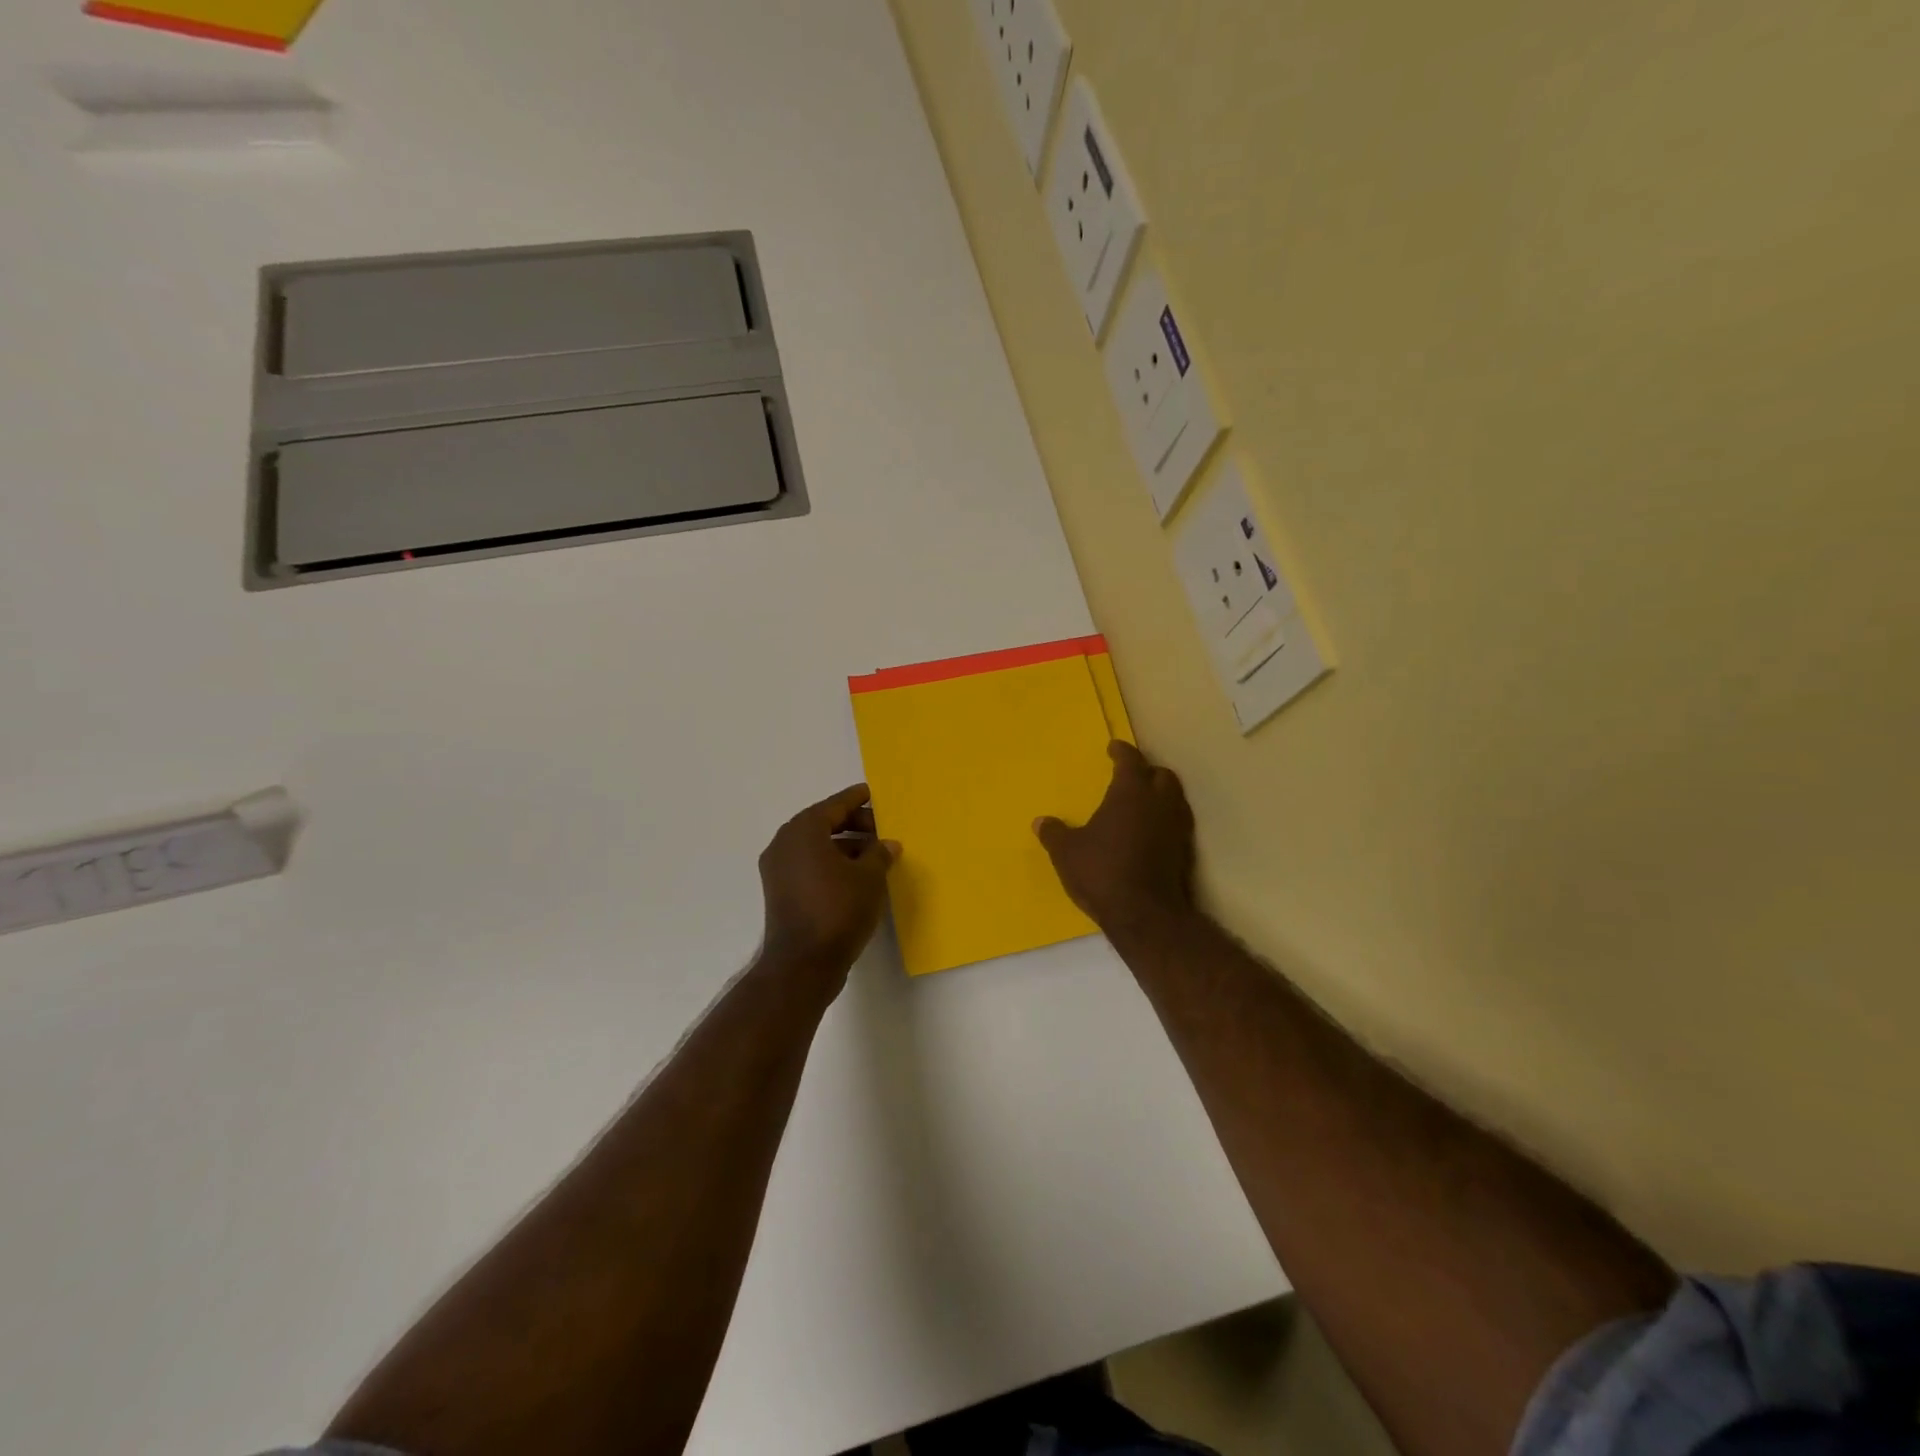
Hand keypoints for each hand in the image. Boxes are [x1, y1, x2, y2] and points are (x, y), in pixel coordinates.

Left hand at [758, 784, 899, 985]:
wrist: (803, 964)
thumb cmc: (838, 910)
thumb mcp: (869, 878)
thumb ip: (880, 854)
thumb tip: (888, 844)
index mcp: (803, 830)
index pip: (835, 805)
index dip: (857, 799)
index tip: (873, 792)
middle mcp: (785, 843)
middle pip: (823, 823)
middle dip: (854, 824)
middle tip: (882, 828)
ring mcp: (779, 869)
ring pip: (816, 846)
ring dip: (845, 846)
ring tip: (876, 854)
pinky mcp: (780, 892)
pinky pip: (809, 865)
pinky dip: (831, 863)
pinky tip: (857, 875)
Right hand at [1036, 741, 1197, 940]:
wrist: (1145, 914)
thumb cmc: (1102, 872)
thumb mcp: (1067, 852)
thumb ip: (1054, 834)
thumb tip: (1041, 822)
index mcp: (1130, 793)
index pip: (1130, 761)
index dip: (1122, 752)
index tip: (1114, 747)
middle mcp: (1159, 803)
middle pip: (1161, 775)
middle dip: (1147, 771)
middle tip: (1131, 775)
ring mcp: (1176, 828)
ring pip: (1174, 799)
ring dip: (1160, 795)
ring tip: (1141, 803)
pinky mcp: (1184, 852)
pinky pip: (1176, 824)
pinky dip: (1164, 820)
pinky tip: (1149, 832)